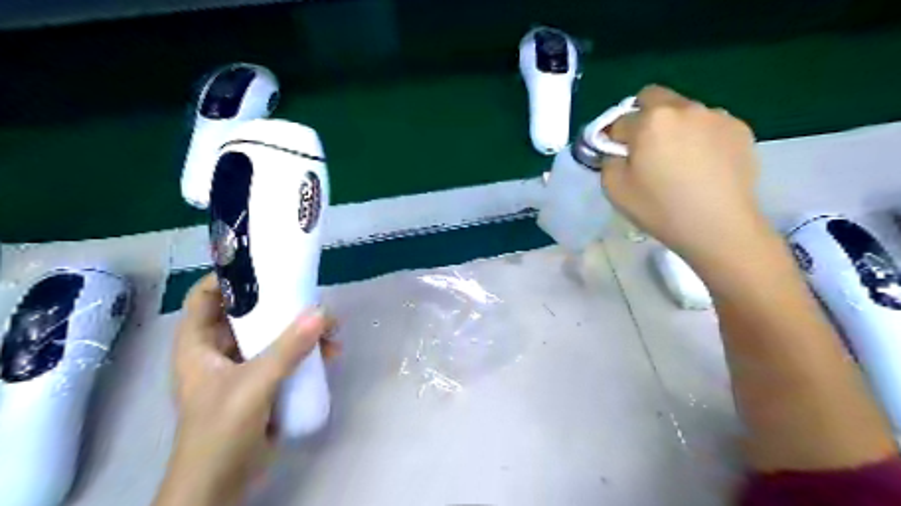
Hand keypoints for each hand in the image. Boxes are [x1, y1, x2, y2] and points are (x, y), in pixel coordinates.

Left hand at [155, 273, 337, 505]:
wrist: (222, 485)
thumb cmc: (220, 431)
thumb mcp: (253, 385)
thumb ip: (287, 349)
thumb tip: (323, 312)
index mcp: (199, 343)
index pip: (208, 295)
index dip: (232, 276)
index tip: (269, 266)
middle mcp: (220, 349)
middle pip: (251, 312)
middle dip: (285, 305)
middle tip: (315, 301)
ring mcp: (244, 366)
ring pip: (274, 334)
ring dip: (304, 330)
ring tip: (333, 331)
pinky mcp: (264, 382)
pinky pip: (287, 356)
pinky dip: (308, 352)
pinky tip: (331, 355)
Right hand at [601, 83, 769, 268]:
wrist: (719, 227)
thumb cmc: (660, 209)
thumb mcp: (615, 189)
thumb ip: (608, 160)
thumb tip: (617, 149)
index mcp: (650, 120)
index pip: (619, 120)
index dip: (613, 139)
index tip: (617, 157)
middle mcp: (684, 108)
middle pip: (652, 97)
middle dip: (641, 117)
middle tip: (645, 148)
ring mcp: (716, 116)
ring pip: (683, 110)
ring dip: (673, 126)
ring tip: (679, 161)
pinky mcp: (740, 128)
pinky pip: (708, 124)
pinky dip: (699, 136)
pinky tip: (703, 165)